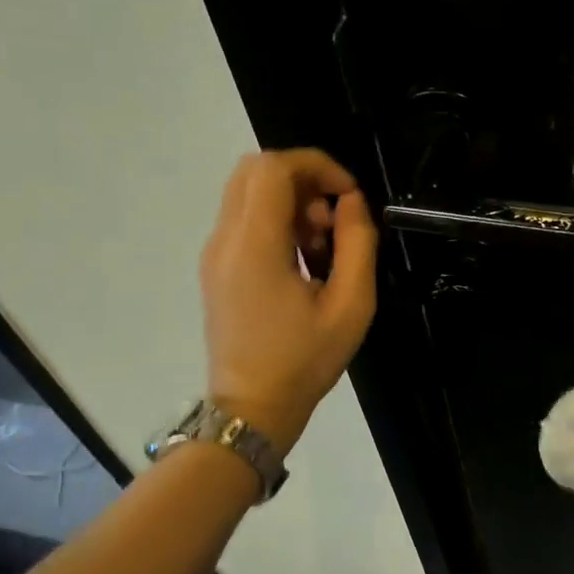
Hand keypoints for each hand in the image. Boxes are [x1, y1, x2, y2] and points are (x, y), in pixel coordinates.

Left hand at [199, 149, 377, 453]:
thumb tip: (352, 202)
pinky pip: (244, 219)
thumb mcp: (351, 305)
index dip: (318, 166)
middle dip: (304, 179)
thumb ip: (358, 244)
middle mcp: (224, 239)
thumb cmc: (305, 359)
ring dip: (291, 201)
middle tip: (334, 217)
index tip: (349, 196)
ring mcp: (214, 252)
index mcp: (254, 245)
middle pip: (255, 170)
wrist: (252, 408)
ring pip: (248, 192)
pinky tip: (302, 259)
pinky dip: (276, 220)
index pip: (274, 167)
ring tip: (322, 244)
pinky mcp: (215, 267)